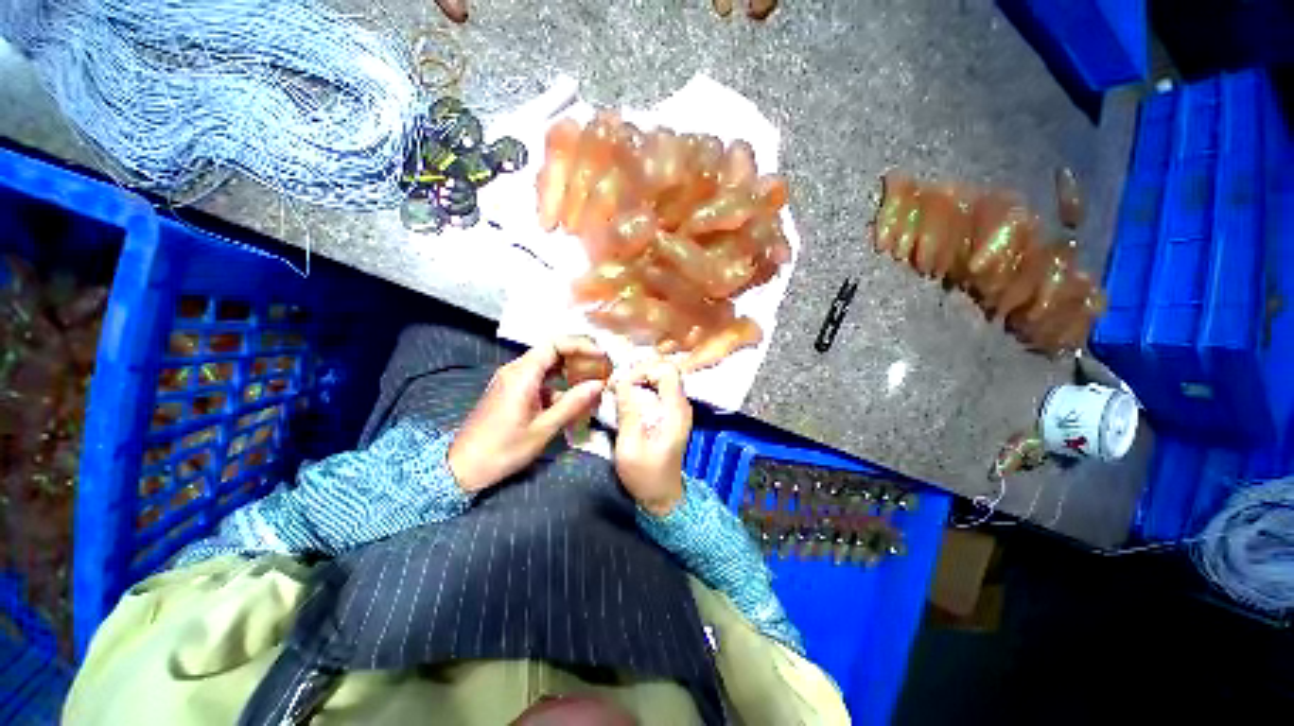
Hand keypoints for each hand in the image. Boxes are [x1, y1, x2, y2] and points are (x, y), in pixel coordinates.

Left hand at [448, 337, 606, 492]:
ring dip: (570, 371)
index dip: (580, 345)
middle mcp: (515, 370)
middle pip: (552, 351)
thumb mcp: (543, 429)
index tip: (601, 356)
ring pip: (547, 365)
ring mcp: (511, 380)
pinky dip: (558, 384)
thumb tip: (599, 384)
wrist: (463, 468)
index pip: (555, 344)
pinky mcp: (511, 391)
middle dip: (579, 358)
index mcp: (522, 375)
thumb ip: (572, 403)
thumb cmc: (503, 450)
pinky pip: (539, 379)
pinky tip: (572, 399)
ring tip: (593, 383)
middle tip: (602, 369)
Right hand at [612, 360, 692, 515]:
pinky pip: (657, 390)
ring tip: (617, 391)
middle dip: (638, 373)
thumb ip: (627, 412)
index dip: (643, 370)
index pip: (667, 370)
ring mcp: (676, 409)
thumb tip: (620, 381)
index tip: (621, 384)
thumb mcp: (630, 447)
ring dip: (638, 380)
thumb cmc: (646, 475)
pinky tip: (625, 399)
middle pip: (664, 370)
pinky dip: (641, 389)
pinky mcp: (670, 414)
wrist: (662, 496)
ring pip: (660, 378)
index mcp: (675, 411)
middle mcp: (680, 405)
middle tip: (615, 386)